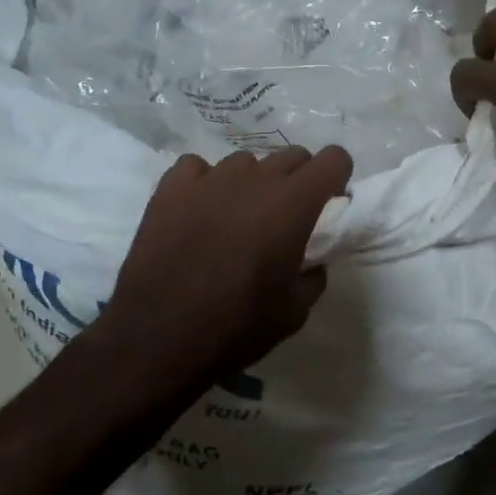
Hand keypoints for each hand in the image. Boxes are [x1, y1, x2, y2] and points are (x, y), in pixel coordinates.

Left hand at [98, 146, 352, 390]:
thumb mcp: (295, 312)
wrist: (159, 338)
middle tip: (286, 217)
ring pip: (244, 162)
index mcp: (292, 204)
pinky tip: (198, 211)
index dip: (336, 177)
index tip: (328, 203)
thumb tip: (310, 260)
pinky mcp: (170, 188)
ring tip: (237, 218)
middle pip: (291, 156)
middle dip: (299, 180)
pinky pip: (197, 168)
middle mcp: (254, 179)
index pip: (333, 159)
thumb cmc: (236, 327)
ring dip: (251, 183)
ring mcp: (208, 179)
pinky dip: (205, 184)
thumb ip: (313, 275)